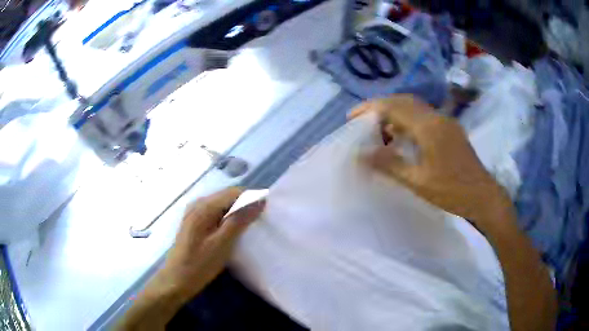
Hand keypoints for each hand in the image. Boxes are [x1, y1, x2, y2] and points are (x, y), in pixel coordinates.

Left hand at [157, 187, 264, 298]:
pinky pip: (215, 213)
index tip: (267, 212)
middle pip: (227, 196)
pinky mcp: (194, 222)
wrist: (176, 280)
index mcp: (203, 207)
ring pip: (222, 205)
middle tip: (260, 221)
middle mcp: (197, 204)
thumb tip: (259, 200)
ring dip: (237, 212)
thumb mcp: (222, 244)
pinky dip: (227, 218)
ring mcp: (194, 213)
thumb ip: (239, 220)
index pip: (234, 192)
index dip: (252, 198)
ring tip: (250, 226)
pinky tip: (234, 230)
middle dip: (245, 204)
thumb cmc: (199, 264)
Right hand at [351, 95, 512, 226]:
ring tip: (379, 130)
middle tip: (362, 121)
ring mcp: (446, 122)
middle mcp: (437, 117)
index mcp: (429, 127)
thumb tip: (361, 155)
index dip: (370, 108)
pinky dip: (408, 121)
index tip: (351, 117)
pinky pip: (424, 117)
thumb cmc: (452, 191)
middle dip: (380, 107)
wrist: (483, 196)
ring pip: (414, 108)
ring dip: (395, 113)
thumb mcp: (418, 182)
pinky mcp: (450, 129)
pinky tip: (401, 136)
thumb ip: (390, 165)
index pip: (394, 107)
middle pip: (403, 101)